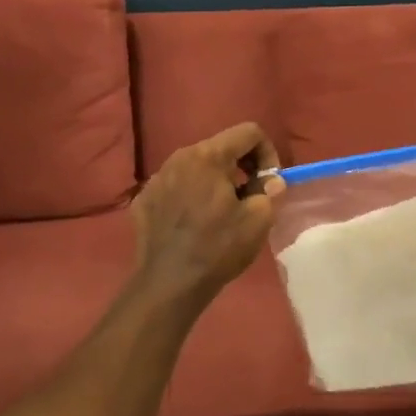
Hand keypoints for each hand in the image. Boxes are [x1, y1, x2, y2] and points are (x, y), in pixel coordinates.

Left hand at [131, 122, 282, 308]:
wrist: (169, 283)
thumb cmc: (218, 248)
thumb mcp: (258, 220)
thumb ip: (270, 191)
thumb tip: (270, 181)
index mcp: (208, 155)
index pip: (249, 132)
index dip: (268, 153)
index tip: (269, 183)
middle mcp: (179, 157)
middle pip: (220, 147)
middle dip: (241, 166)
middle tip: (250, 197)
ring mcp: (157, 177)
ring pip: (196, 167)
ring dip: (215, 181)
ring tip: (222, 212)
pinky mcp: (145, 198)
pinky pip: (176, 186)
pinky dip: (191, 196)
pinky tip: (194, 223)